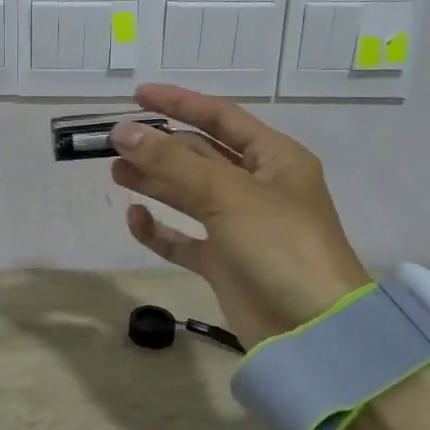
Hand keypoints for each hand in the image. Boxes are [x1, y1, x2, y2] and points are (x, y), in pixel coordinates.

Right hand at [113, 83, 370, 348]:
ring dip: (154, 181)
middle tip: (115, 143)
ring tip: (116, 173)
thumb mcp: (226, 194)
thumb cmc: (279, 245)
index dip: (179, 102)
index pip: (220, 117)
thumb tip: (122, 132)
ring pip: (188, 193)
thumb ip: (171, 161)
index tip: (136, 96)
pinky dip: (160, 228)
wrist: (314, 332)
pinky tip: (135, 219)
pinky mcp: (225, 262)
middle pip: (200, 154)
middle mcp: (257, 186)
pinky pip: (184, 237)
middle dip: (160, 146)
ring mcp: (240, 226)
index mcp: (273, 158)